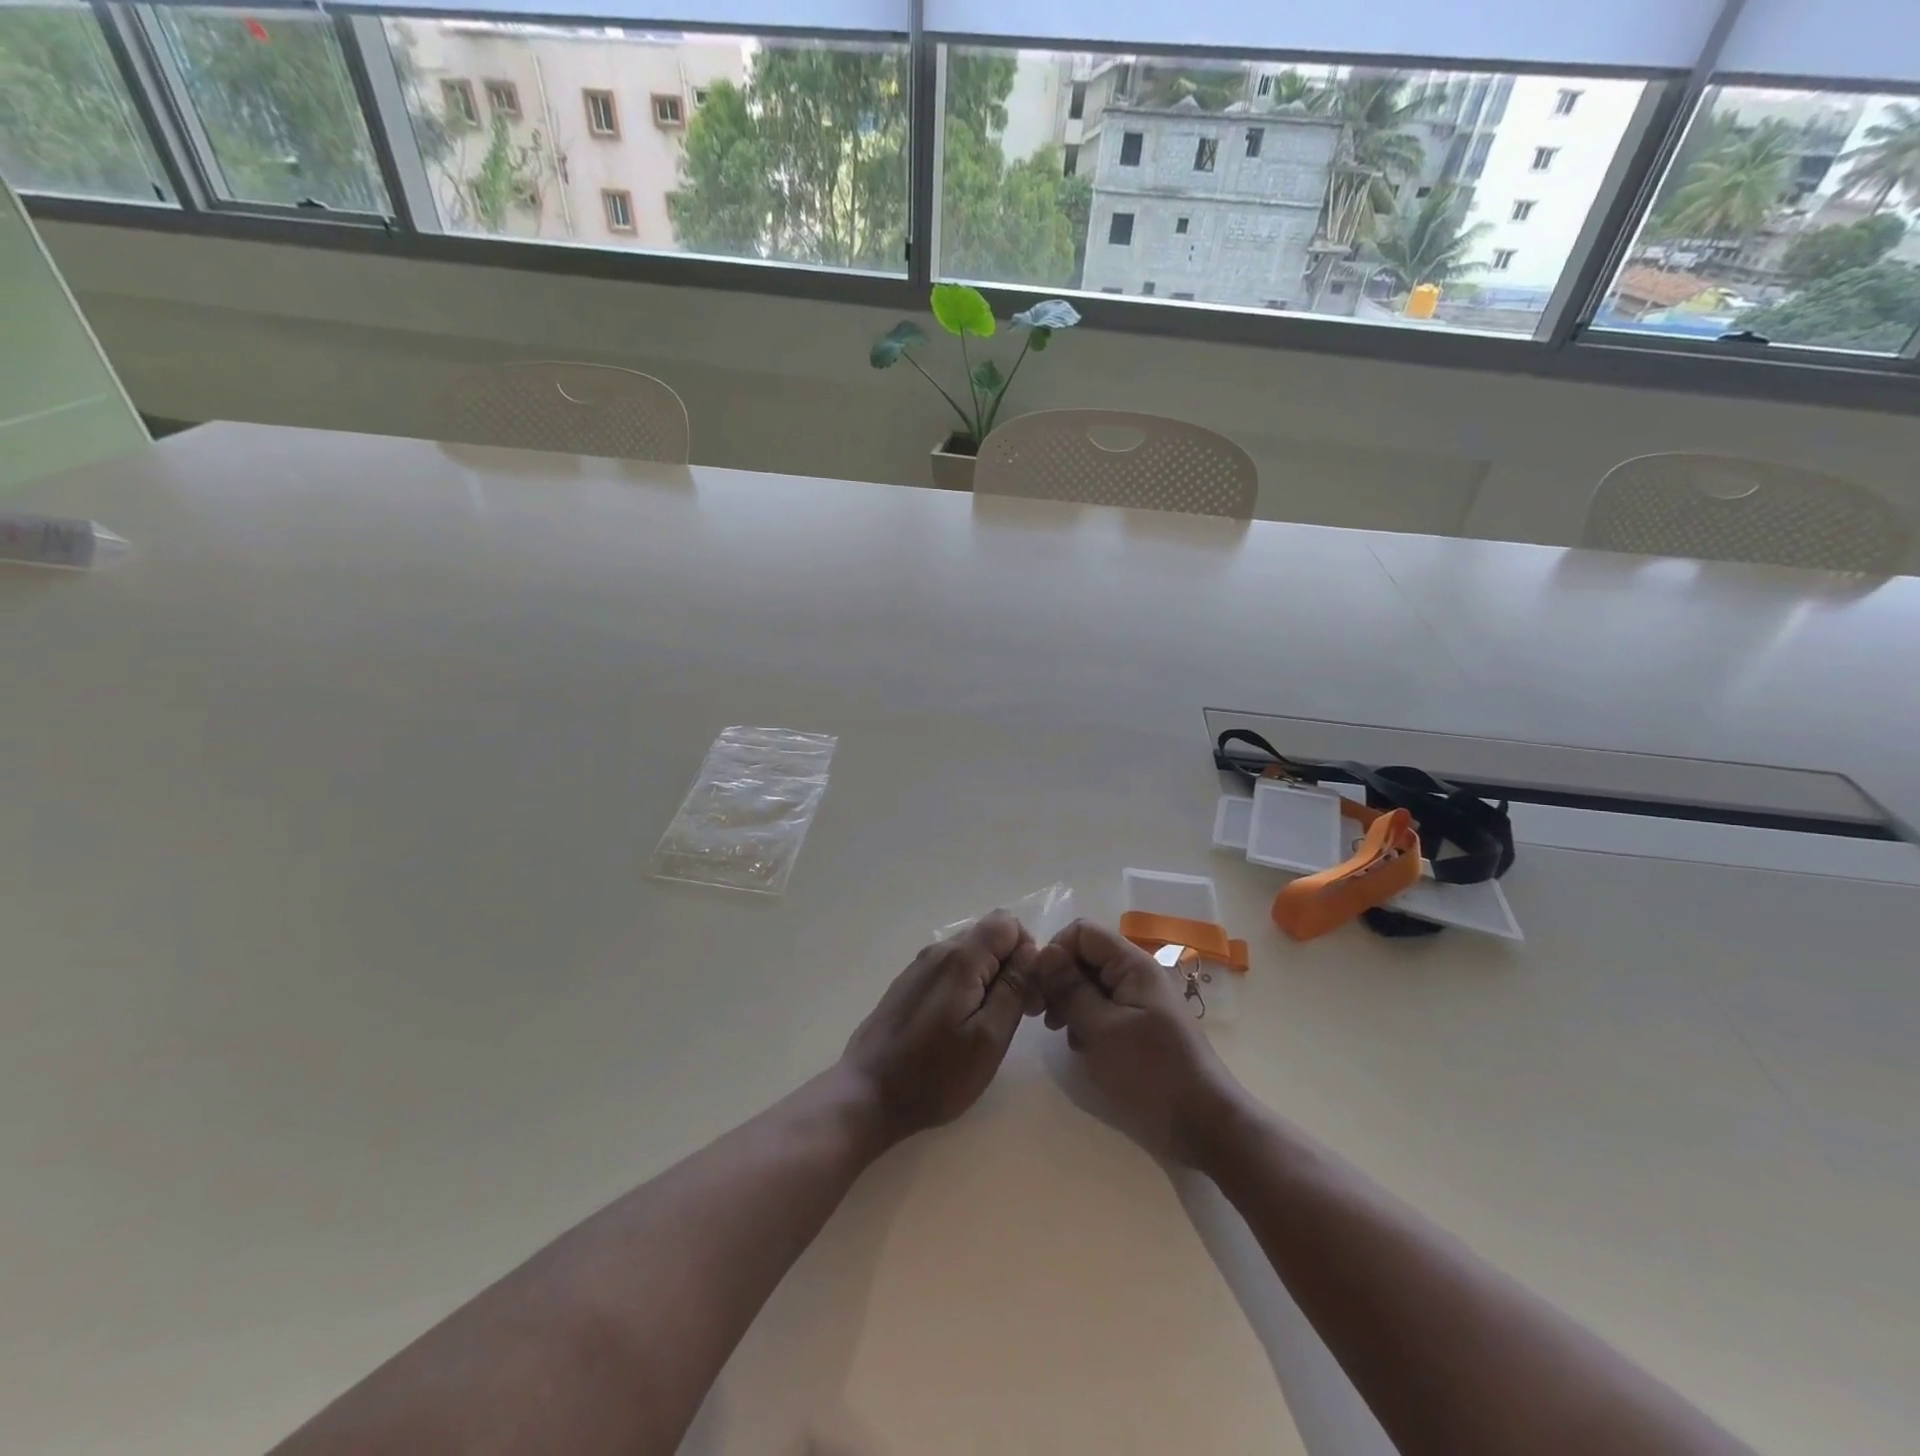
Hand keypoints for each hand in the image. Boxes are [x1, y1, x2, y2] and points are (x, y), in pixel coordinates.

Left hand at [839, 910, 1038, 1144]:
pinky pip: (949, 970)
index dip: (1028, 952)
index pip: (1008, 923)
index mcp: (961, 958)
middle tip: (1015, 1014)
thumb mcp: (989, 1037)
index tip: (1029, 994)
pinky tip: (959, 1027)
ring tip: (988, 1026)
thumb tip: (1032, 951)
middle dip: (1012, 965)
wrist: (868, 1094)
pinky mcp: (908, 985)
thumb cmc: (935, 1073)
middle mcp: (939, 951)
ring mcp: (920, 967)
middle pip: (989, 935)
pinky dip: (966, 987)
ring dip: (989, 978)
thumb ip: (1014, 988)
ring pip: (970, 953)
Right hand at [1032, 920, 1244, 1166]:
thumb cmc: (1151, 1072)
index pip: (1082, 932)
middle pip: (1085, 956)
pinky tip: (1081, 1047)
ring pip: (1091, 984)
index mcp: (1132, 964)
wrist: (1204, 1125)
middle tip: (1042, 1016)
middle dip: (1059, 980)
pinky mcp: (1139, 1026)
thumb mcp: (1101, 1029)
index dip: (1055, 952)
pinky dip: (1086, 1022)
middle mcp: (1136, 974)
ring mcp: (1139, 1000)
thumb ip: (1069, 988)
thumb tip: (1043, 952)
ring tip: (1060, 1034)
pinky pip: (1103, 1008)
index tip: (1039, 987)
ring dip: (1070, 1003)